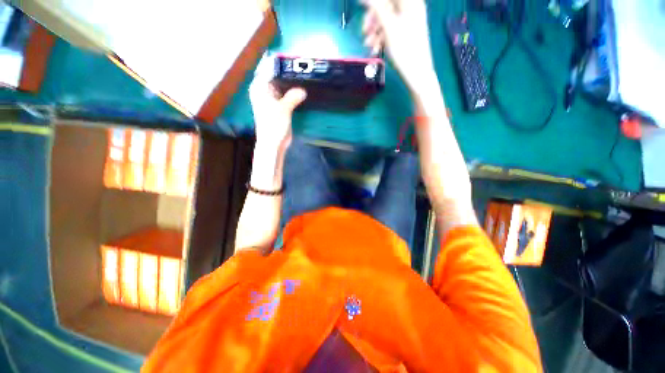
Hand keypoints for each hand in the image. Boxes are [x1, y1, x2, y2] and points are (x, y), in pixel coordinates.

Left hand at [249, 57, 306, 150]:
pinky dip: (293, 94)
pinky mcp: (280, 107)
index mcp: (260, 88)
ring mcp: (273, 99)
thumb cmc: (274, 125)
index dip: (280, 63)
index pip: (269, 69)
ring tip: (304, 77)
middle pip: (276, 77)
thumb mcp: (284, 109)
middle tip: (302, 67)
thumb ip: (293, 97)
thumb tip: (303, 90)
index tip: (292, 58)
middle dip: (288, 73)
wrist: (274, 143)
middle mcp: (265, 91)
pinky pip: (287, 96)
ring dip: (292, 84)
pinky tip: (302, 91)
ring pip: (283, 87)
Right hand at [362, 0, 435, 89]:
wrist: (416, 73)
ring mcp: (407, 22)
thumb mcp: (389, 27)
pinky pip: (390, 30)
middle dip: (373, 18)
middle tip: (364, 31)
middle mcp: (410, 8)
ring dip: (374, 31)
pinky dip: (381, 38)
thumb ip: (377, 8)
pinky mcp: (405, 34)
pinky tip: (375, 49)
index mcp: (410, 2)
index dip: (374, 2)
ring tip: (369, 46)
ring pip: (386, 19)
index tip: (361, 6)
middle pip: (386, 5)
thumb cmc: (405, 49)